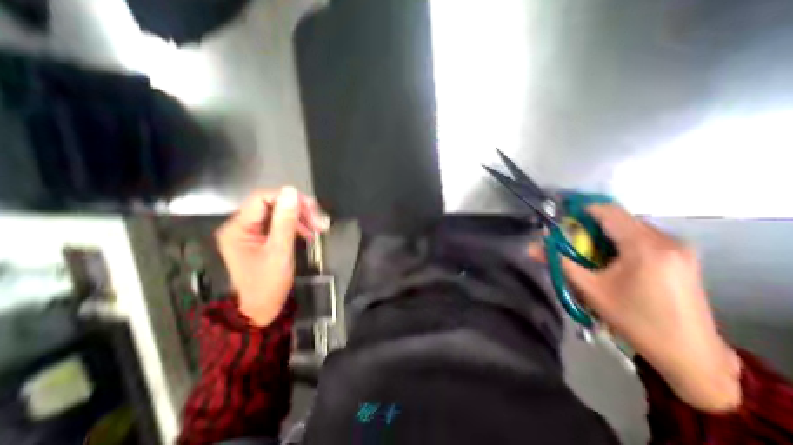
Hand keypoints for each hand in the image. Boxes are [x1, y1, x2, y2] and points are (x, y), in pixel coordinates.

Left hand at [215, 187, 329, 327]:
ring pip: (279, 214)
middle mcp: (241, 226)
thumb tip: (291, 191)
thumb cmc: (268, 284)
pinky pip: (280, 225)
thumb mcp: (279, 251)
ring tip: (318, 228)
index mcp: (238, 228)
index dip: (288, 199)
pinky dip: (296, 226)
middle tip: (320, 220)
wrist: (260, 310)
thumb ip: (285, 221)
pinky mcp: (261, 239)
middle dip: (298, 210)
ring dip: (300, 218)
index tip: (312, 208)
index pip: (262, 198)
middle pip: (272, 205)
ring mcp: (251, 233)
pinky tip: (309, 233)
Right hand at [529, 205, 739, 412]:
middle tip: (572, 241)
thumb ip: (559, 262)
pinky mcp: (681, 256)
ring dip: (605, 234)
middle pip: (618, 218)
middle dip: (590, 225)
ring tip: (590, 253)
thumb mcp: (590, 289)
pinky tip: (612, 260)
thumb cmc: (634, 319)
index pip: (607, 211)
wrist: (689, 353)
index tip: (563, 221)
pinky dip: (620, 241)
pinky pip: (643, 236)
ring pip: (630, 226)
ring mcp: (678, 247)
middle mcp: (666, 240)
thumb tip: (532, 246)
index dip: (580, 210)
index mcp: (645, 246)